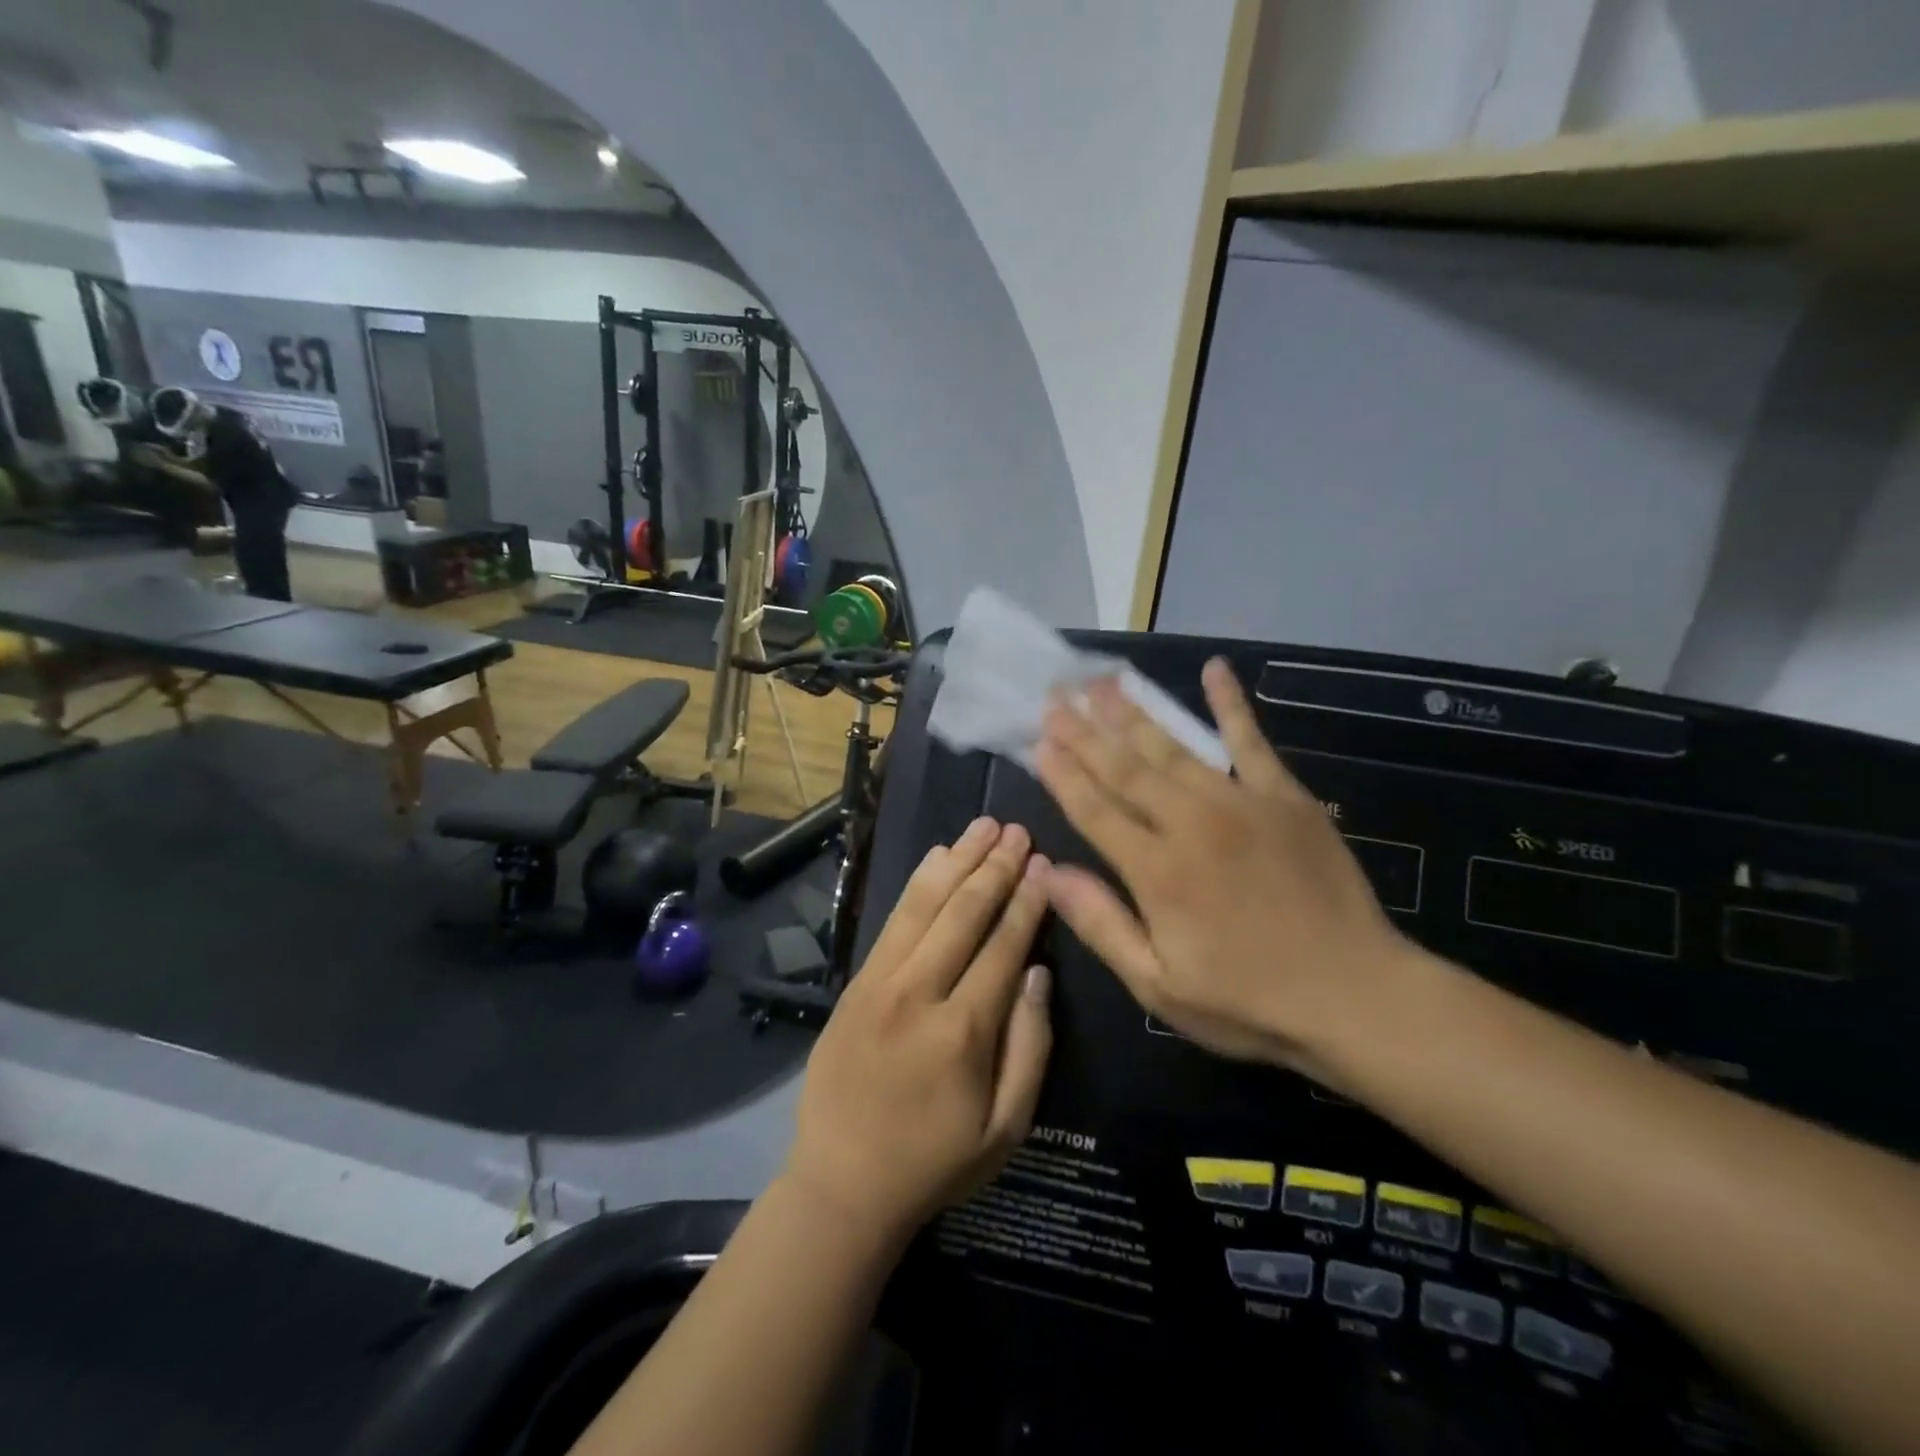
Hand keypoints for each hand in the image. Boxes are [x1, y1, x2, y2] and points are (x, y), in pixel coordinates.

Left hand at [784, 817, 1053, 1248]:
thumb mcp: (1005, 1128)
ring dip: (958, 860)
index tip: (1044, 863)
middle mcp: (920, 993)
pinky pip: (892, 920)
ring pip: (925, 904)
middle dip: (996, 867)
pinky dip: (918, 883)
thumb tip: (1038, 971)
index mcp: (964, 1031)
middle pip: (964, 913)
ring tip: (984, 826)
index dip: (1027, 901)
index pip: (1004, 946)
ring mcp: (881, 982)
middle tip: (1019, 830)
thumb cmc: (934, 1162)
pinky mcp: (856, 982)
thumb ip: (1030, 1046)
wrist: (842, 1184)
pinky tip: (938, 857)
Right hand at [1033, 660, 1417, 1079]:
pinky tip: (1215, 669)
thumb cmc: (1248, 1001)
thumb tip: (1049, 871)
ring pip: (1173, 749)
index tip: (1039, 740)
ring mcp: (1241, 804)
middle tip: (1057, 696)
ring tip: (1104, 683)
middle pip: (1125, 770)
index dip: (1063, 774)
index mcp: (1156, 871)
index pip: (1095, 810)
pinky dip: (1231, 704)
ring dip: (1134, 714)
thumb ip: (1102, 924)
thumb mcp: (1159, 986)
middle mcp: (1190, 824)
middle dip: (1086, 733)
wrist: (1357, 996)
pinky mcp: (1286, 797)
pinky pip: (1251, 741)